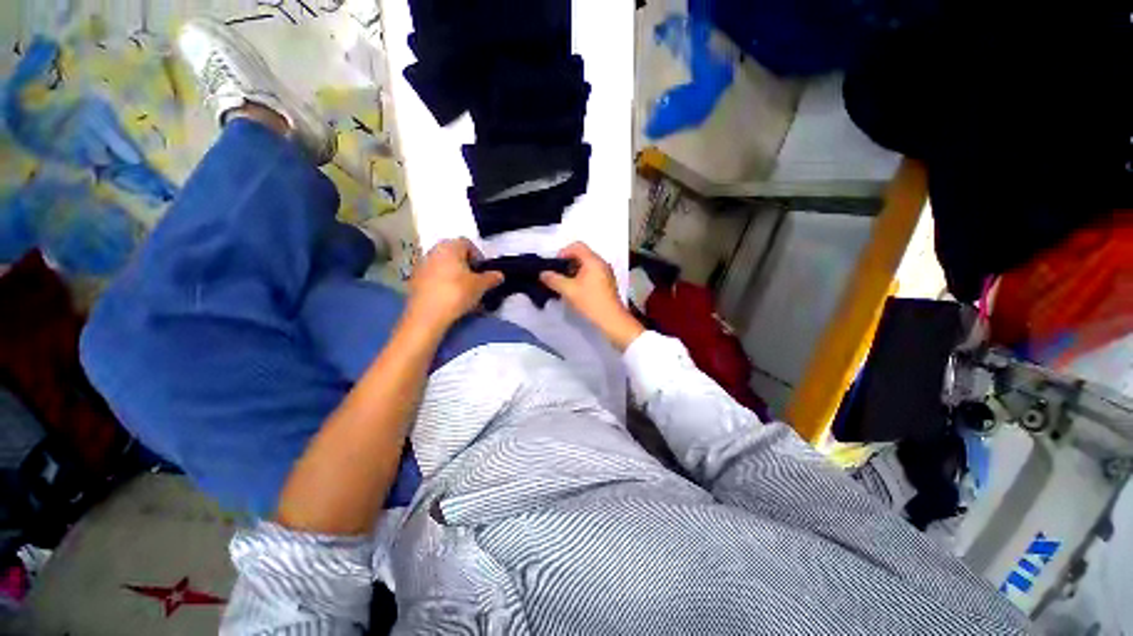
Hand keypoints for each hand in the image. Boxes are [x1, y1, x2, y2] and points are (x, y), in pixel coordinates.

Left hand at [406, 238, 502, 334]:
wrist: (427, 314)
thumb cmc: (457, 293)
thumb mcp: (480, 286)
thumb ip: (491, 278)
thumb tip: (499, 275)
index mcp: (449, 247)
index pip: (467, 243)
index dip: (478, 256)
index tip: (483, 271)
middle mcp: (433, 251)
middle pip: (454, 254)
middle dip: (466, 266)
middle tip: (475, 281)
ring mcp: (421, 265)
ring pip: (443, 266)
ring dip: (454, 275)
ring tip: (464, 292)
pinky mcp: (414, 280)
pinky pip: (434, 277)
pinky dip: (443, 283)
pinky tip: (450, 298)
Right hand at [541, 242, 643, 350]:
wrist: (611, 319)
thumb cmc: (590, 301)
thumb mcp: (568, 290)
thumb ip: (554, 280)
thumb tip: (543, 274)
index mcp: (593, 260)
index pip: (577, 246)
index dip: (563, 252)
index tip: (555, 265)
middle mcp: (601, 263)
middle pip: (582, 255)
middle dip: (567, 263)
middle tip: (558, 275)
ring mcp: (606, 273)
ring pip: (587, 266)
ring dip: (574, 272)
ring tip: (565, 284)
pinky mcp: (607, 283)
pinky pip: (592, 274)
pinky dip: (582, 278)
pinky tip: (576, 290)